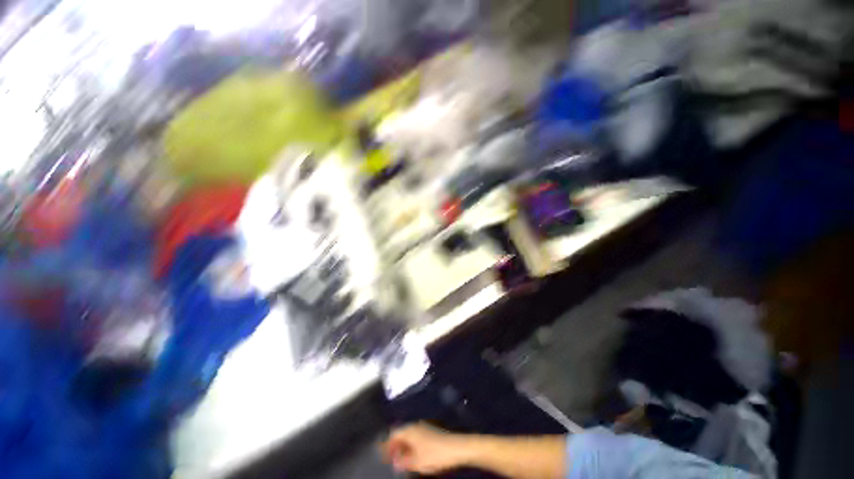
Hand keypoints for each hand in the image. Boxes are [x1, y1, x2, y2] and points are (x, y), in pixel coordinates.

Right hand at [381, 423, 470, 473]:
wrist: (456, 447)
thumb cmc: (434, 454)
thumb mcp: (416, 462)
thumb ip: (403, 461)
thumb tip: (394, 461)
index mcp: (409, 430)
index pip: (393, 434)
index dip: (385, 445)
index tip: (379, 454)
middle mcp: (415, 426)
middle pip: (400, 433)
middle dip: (393, 445)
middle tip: (387, 458)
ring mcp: (423, 428)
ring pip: (408, 435)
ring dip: (401, 446)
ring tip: (398, 459)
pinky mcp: (430, 432)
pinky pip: (415, 437)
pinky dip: (409, 445)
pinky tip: (411, 455)